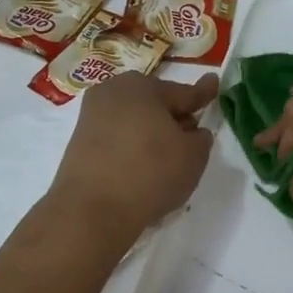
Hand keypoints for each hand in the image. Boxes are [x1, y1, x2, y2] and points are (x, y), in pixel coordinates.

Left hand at [48, 72, 218, 241]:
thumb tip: (193, 132)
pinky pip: (117, 140)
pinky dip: (132, 149)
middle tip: (191, 133)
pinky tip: (143, 168)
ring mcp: (91, 118)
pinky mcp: (79, 144)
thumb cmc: (150, 172)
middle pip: (154, 104)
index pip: (182, 92)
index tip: (213, 83)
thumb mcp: (193, 156)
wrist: (92, 210)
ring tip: (168, 157)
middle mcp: (113, 93)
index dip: (202, 93)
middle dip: (173, 116)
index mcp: (142, 86)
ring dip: (151, 134)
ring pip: (134, 122)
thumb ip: (200, 139)